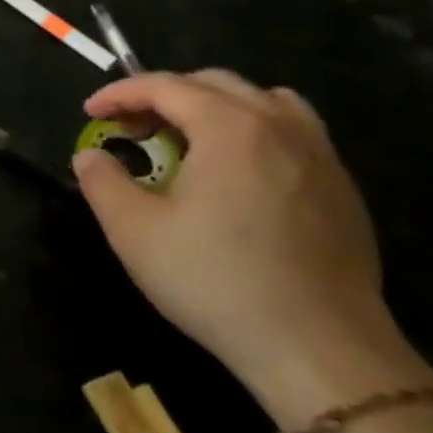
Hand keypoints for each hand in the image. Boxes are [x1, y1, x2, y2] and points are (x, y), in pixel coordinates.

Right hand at [73, 70, 409, 412]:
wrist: (318, 348)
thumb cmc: (215, 281)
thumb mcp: (133, 231)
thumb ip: (102, 181)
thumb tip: (91, 156)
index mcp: (230, 128)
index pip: (165, 86)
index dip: (120, 93)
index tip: (90, 112)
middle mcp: (280, 127)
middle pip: (214, 84)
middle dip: (164, 95)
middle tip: (132, 128)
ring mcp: (320, 157)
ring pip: (264, 101)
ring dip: (215, 107)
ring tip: (188, 139)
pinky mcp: (342, 190)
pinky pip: (295, 133)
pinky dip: (255, 132)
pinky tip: (237, 174)